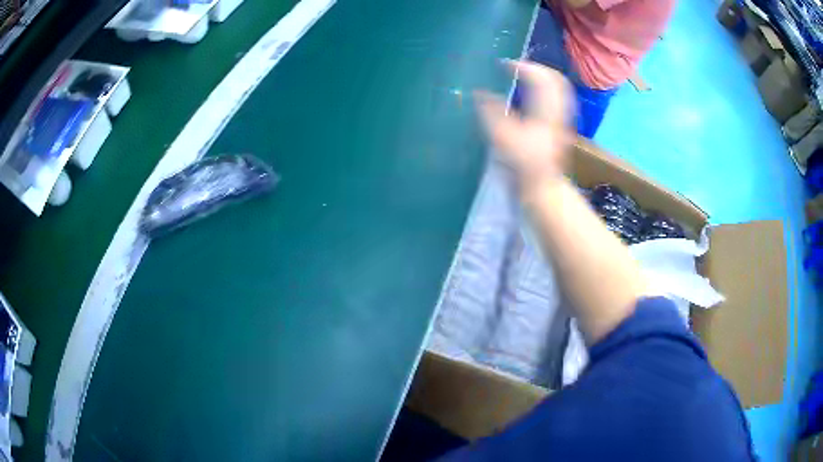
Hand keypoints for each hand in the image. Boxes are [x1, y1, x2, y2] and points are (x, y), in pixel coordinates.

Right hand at [475, 60, 573, 191]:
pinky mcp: (558, 127)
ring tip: (521, 76)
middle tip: (515, 67)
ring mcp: (561, 119)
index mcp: (546, 110)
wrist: (542, 189)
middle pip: (555, 79)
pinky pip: (556, 99)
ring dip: (540, 78)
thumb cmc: (523, 165)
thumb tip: (479, 92)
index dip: (522, 66)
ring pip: (558, 89)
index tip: (503, 65)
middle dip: (535, 68)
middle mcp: (558, 111)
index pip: (540, 77)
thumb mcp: (502, 138)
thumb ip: (490, 111)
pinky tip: (530, 95)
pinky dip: (543, 90)